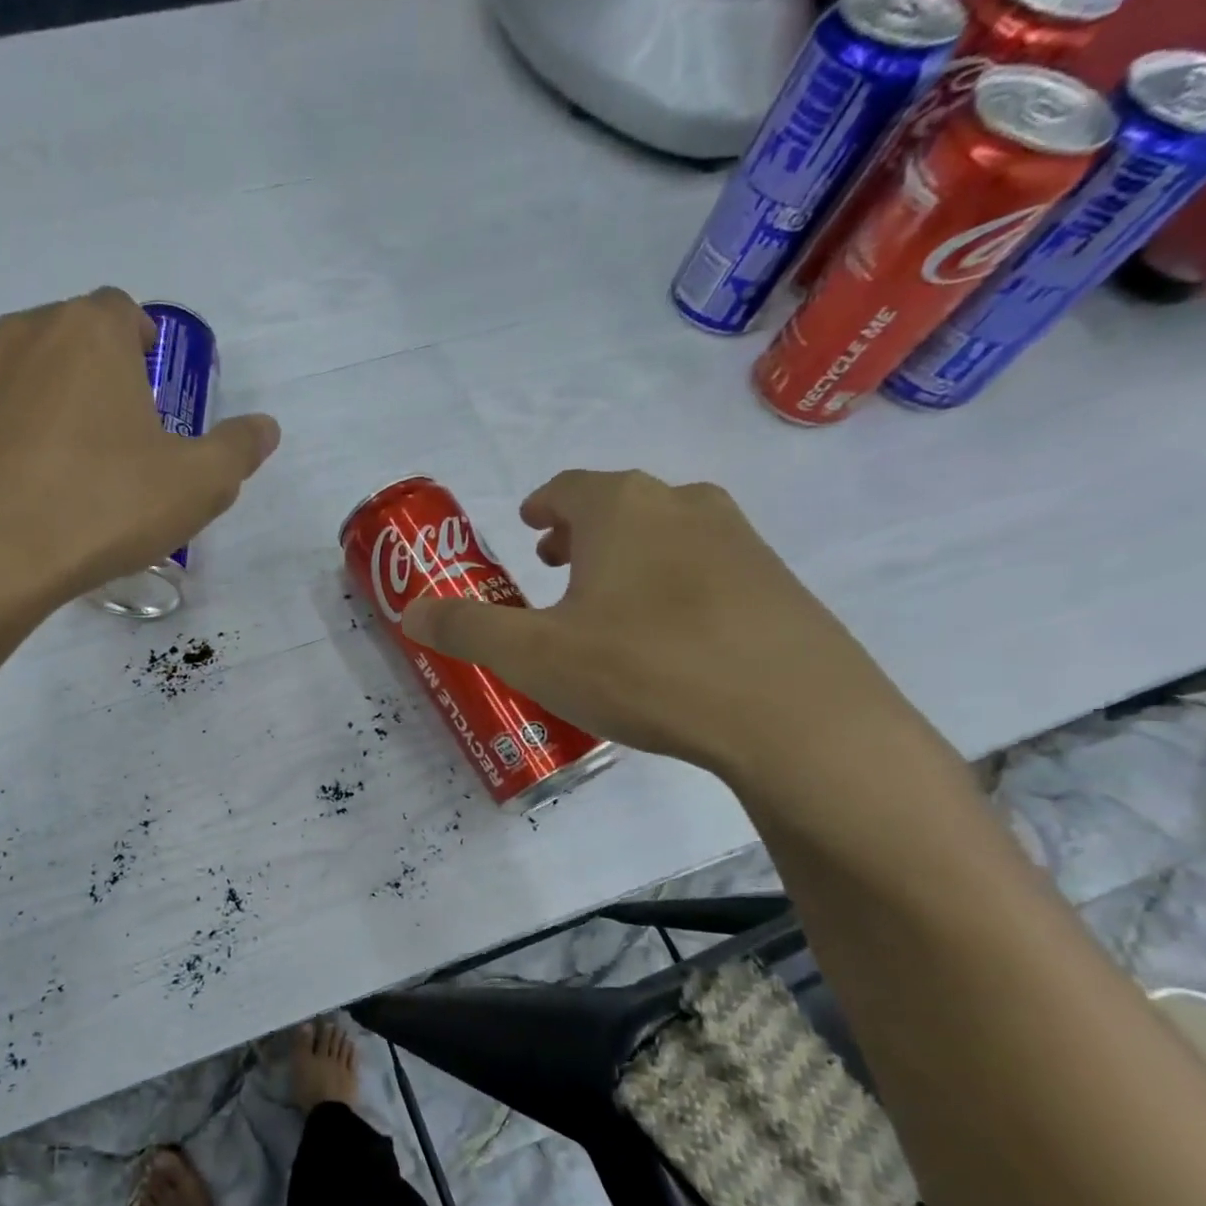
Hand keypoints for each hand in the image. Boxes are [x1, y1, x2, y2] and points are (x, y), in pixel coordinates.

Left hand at [0, 288, 279, 607]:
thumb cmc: (106, 503)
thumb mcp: (198, 483)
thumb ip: (238, 449)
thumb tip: (265, 428)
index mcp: (90, 330)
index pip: (125, 311)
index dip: (148, 348)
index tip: (161, 398)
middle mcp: (30, 335)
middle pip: (81, 340)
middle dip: (111, 376)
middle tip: (136, 437)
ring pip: (41, 377)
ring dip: (69, 406)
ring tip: (92, 469)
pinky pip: (11, 419)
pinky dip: (34, 440)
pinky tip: (51, 492)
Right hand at [399, 470, 906, 781]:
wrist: (795, 716)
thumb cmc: (644, 669)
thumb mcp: (532, 655)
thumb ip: (465, 628)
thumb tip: (411, 611)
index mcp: (621, 508)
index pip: (567, 489)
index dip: (540, 508)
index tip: (527, 528)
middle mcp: (683, 505)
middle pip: (618, 506)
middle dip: (580, 534)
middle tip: (555, 569)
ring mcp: (742, 542)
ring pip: (666, 535)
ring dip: (627, 558)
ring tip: (606, 606)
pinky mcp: (779, 585)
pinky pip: (707, 571)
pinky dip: (673, 587)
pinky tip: (669, 641)